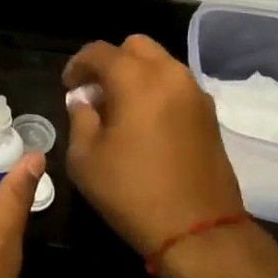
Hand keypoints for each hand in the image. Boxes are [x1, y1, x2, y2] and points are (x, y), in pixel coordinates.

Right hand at [63, 35, 244, 255]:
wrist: (198, 230)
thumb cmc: (132, 191)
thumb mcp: (85, 158)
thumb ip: (80, 118)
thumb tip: (84, 102)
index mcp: (136, 78)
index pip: (99, 51)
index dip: (77, 65)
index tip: (68, 87)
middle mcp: (169, 74)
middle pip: (135, 47)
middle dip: (111, 62)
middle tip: (96, 92)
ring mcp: (195, 93)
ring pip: (160, 64)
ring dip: (137, 75)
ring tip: (120, 109)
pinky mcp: (209, 114)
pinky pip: (177, 86)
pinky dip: (157, 91)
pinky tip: (145, 123)